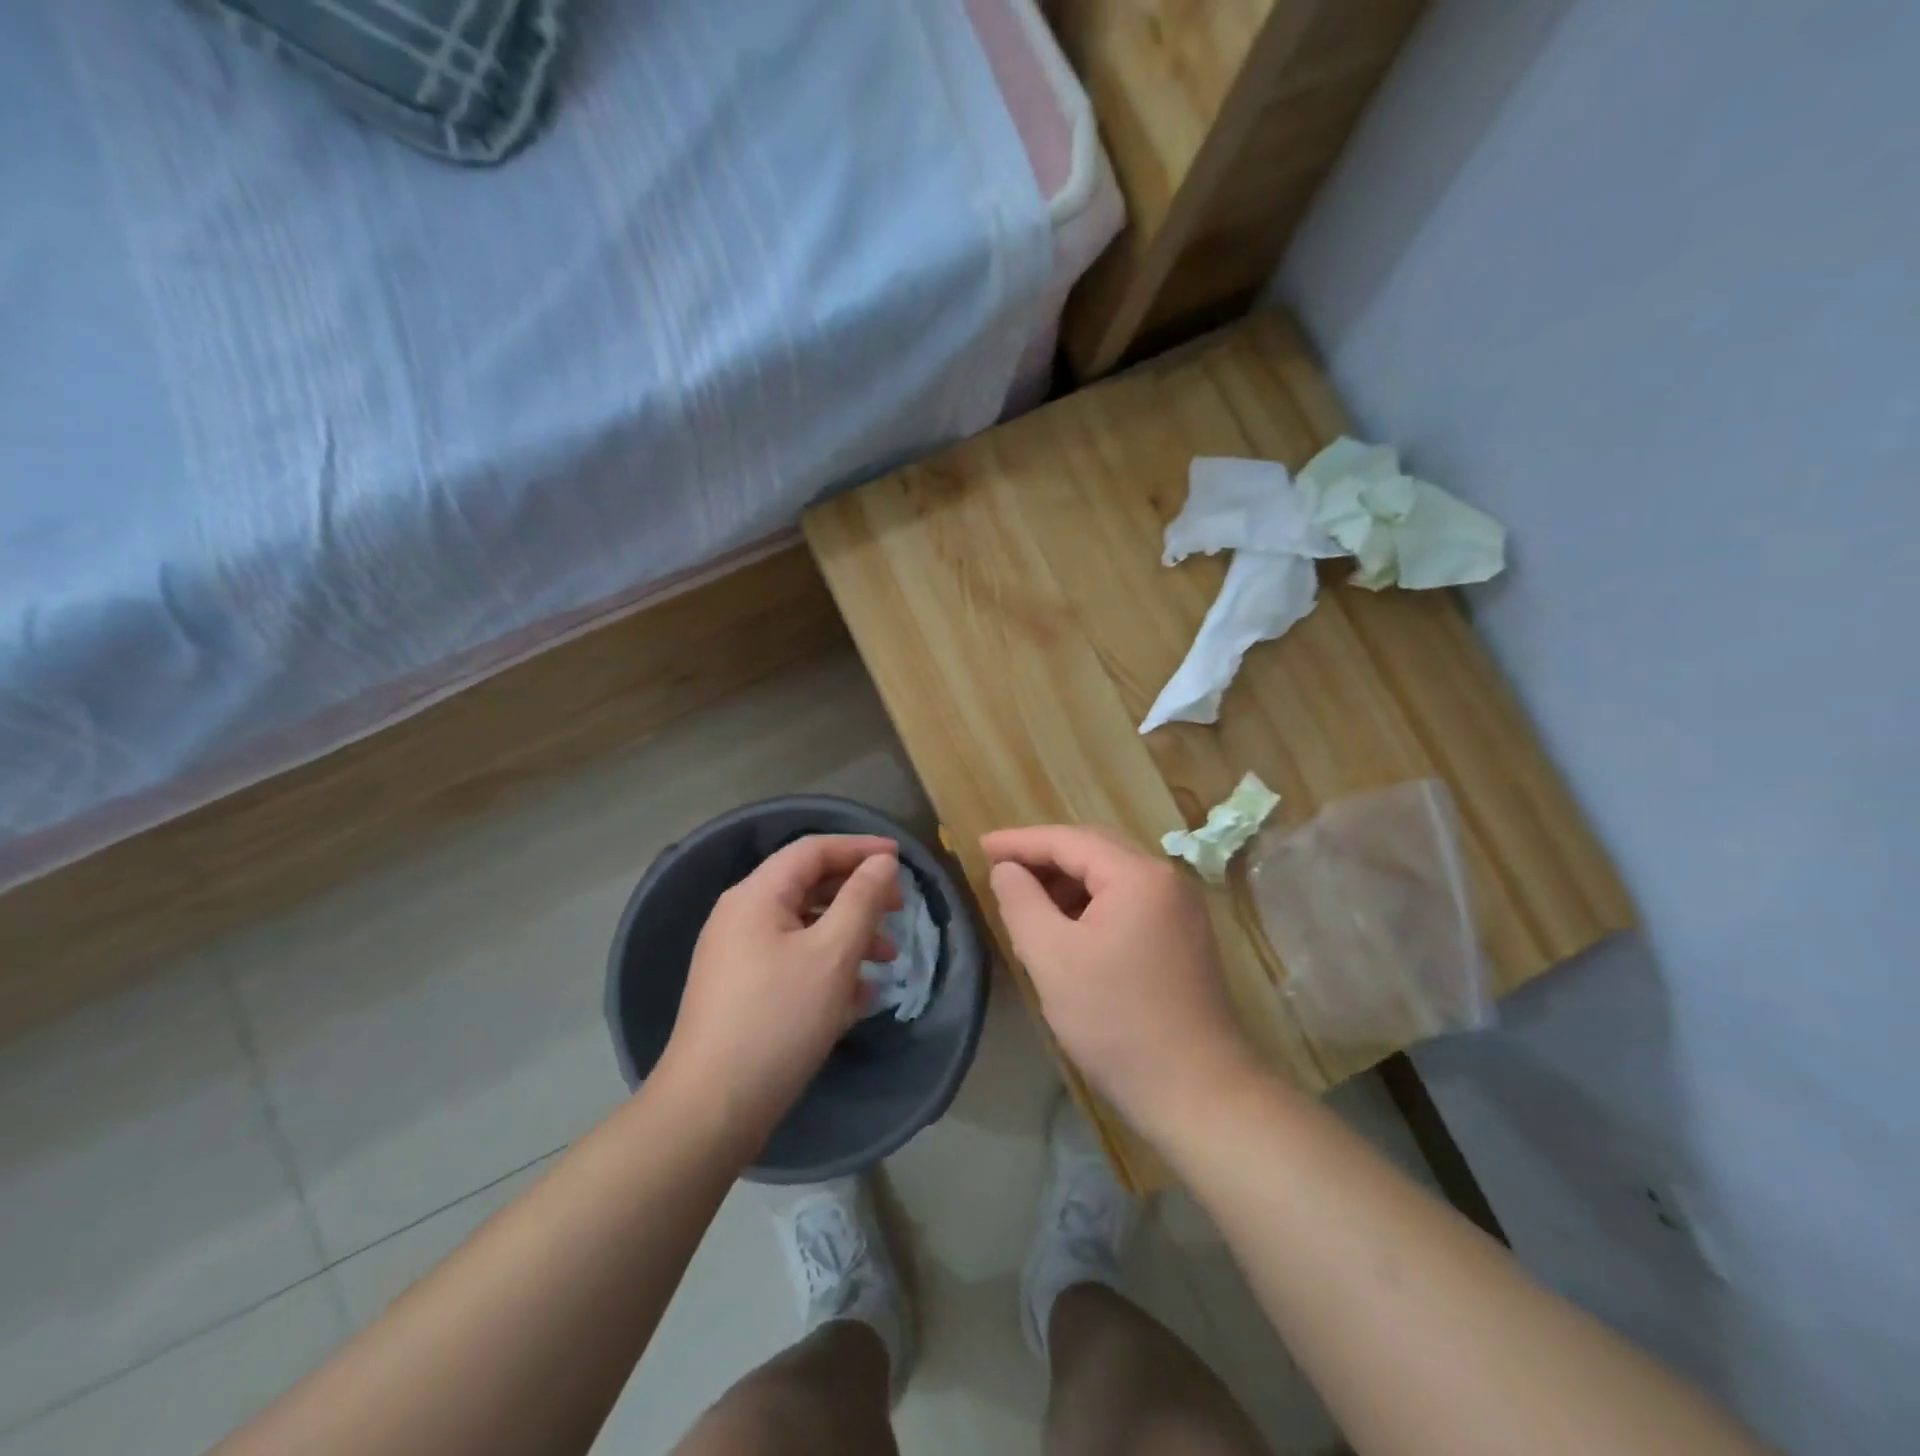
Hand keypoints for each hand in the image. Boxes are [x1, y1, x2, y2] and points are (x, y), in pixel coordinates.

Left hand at [658, 835, 901, 1146]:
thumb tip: (882, 862)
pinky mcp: (741, 992)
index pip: (813, 850)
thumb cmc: (779, 1020)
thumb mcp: (833, 954)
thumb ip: (862, 899)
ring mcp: (737, 956)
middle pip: (808, 886)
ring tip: (888, 961)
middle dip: (858, 895)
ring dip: (849, 934)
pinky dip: (828, 966)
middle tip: (899, 911)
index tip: (901, 860)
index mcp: (756, 896)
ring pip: (804, 927)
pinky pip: (792, 961)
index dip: (860, 848)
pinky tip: (858, 996)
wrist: (712, 1109)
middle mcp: (741, 916)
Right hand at [981, 825, 1256, 1129]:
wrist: (1196, 1091)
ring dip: (1067, 882)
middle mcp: (1166, 880)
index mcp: (1138, 875)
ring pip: (1112, 877)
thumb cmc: (1116, 1021)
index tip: (980, 845)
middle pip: (1094, 850)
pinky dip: (1091, 905)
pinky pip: (1128, 901)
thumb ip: (1021, 902)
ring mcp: (1181, 909)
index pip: (1068, 840)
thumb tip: (1006, 869)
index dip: (1020, 841)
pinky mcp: (1183, 936)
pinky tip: (1066, 928)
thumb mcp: (1052, 958)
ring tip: (1027, 901)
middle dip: (1044, 857)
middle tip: (1000, 868)